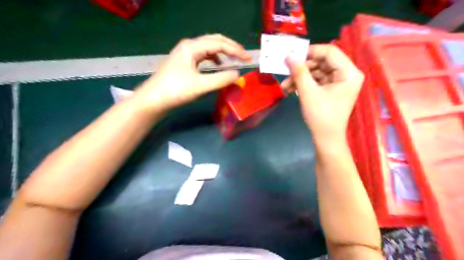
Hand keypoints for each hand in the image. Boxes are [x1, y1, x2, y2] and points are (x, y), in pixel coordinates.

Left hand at [133, 33, 250, 114]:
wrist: (152, 100)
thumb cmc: (175, 91)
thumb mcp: (200, 86)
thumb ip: (221, 79)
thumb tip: (237, 74)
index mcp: (192, 47)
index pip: (219, 44)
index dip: (236, 50)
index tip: (248, 59)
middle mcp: (189, 46)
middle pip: (214, 40)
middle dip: (231, 46)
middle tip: (244, 56)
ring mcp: (185, 54)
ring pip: (208, 47)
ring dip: (223, 51)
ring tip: (234, 59)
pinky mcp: (183, 62)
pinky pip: (203, 55)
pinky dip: (214, 58)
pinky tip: (217, 64)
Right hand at [281, 45, 363, 145]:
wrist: (326, 139)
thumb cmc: (321, 116)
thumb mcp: (308, 92)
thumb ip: (299, 71)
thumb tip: (289, 55)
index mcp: (348, 72)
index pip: (330, 52)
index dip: (310, 51)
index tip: (292, 55)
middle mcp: (346, 74)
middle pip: (322, 62)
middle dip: (302, 68)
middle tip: (286, 71)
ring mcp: (338, 82)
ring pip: (316, 72)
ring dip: (299, 77)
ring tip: (284, 86)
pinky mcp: (331, 90)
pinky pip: (316, 81)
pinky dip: (303, 84)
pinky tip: (290, 89)